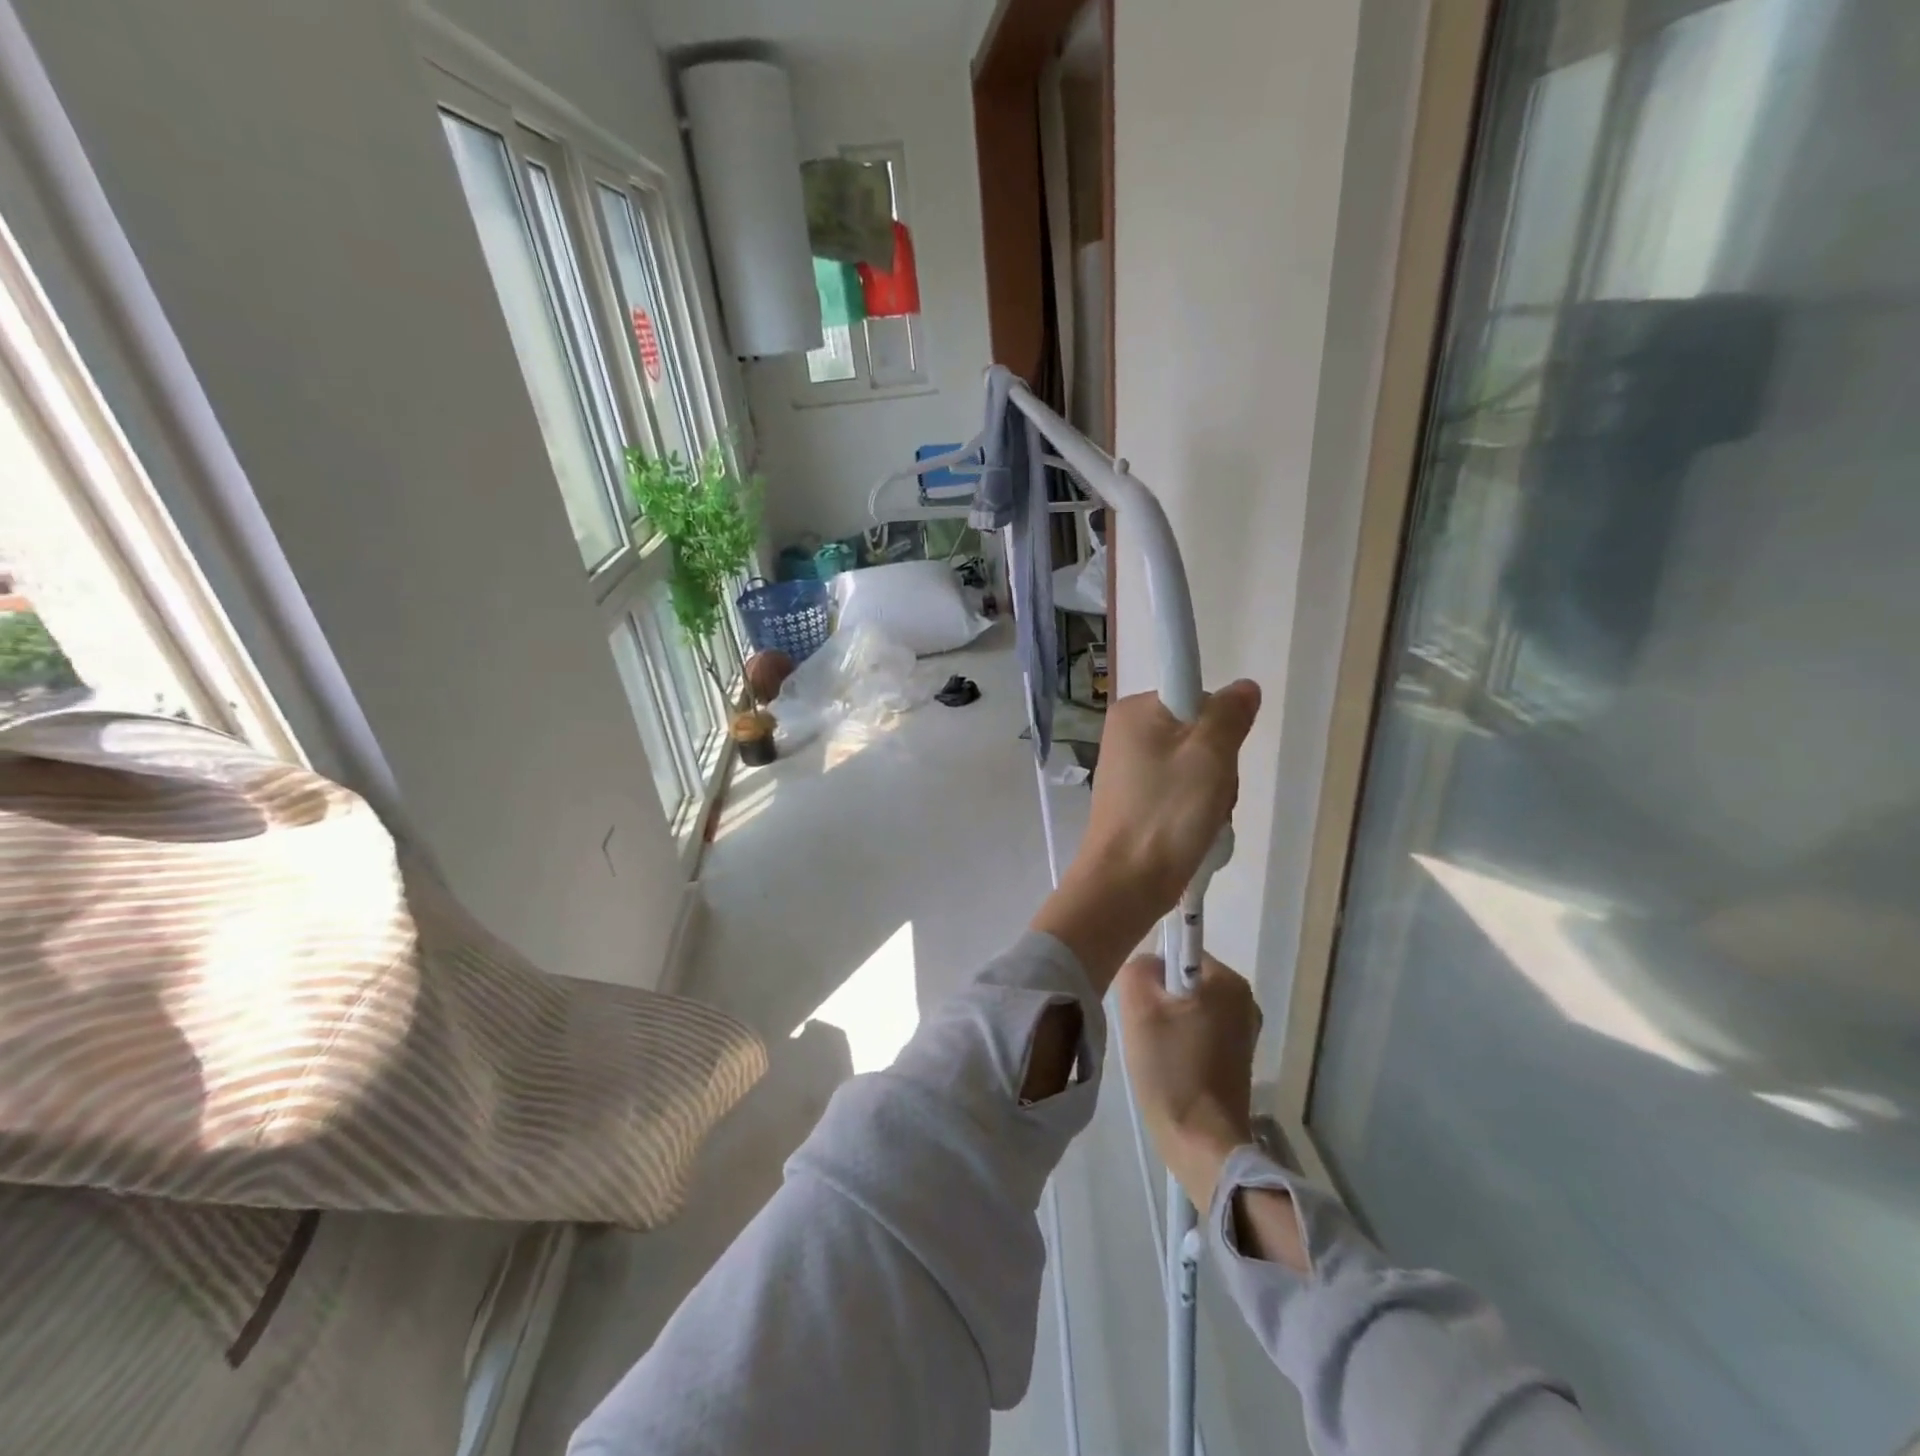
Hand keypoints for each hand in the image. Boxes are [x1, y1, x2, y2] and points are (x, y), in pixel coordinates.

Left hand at [1030, 681, 1260, 989]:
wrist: (1126, 882)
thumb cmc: (1166, 812)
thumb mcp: (1209, 754)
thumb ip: (1229, 713)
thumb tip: (1243, 687)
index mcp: (1134, 711)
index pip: (1197, 694)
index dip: (1219, 724)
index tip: (1216, 754)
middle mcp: (1128, 733)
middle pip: (1201, 733)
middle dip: (1219, 767)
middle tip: (1211, 795)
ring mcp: (1131, 769)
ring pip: (1198, 766)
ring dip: (1214, 795)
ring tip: (1203, 820)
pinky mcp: (1138, 800)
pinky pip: (1184, 792)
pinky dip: (1198, 811)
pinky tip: (1196, 833)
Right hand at [1114, 953, 1260, 1211]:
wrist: (1202, 1143)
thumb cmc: (1171, 1070)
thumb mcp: (1139, 1009)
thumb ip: (1137, 969)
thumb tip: (1146, 964)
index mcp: (1228, 981)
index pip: (1180, 950)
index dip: (1154, 972)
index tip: (1143, 1003)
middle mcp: (1244, 1000)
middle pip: (1185, 979)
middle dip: (1159, 998)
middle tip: (1144, 1028)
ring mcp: (1244, 1031)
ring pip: (1189, 1006)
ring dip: (1167, 1021)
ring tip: (1155, 1051)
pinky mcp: (1238, 1057)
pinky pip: (1200, 1030)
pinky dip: (1180, 1040)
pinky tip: (1169, 1066)